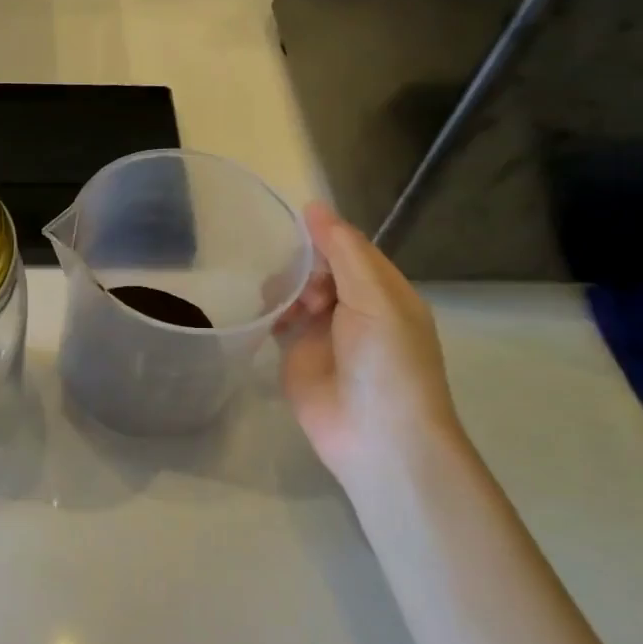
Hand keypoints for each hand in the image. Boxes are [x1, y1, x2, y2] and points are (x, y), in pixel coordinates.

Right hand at [278, 203, 458, 484]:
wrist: (375, 436)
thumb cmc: (386, 361)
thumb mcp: (375, 298)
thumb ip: (344, 252)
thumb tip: (314, 207)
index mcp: (384, 292)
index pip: (351, 250)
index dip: (324, 234)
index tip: (289, 219)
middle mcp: (355, 309)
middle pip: (321, 270)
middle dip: (301, 262)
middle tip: (281, 265)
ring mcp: (323, 335)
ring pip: (298, 294)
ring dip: (283, 286)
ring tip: (270, 288)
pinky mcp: (296, 358)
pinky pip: (278, 324)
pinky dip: (267, 312)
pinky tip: (256, 305)